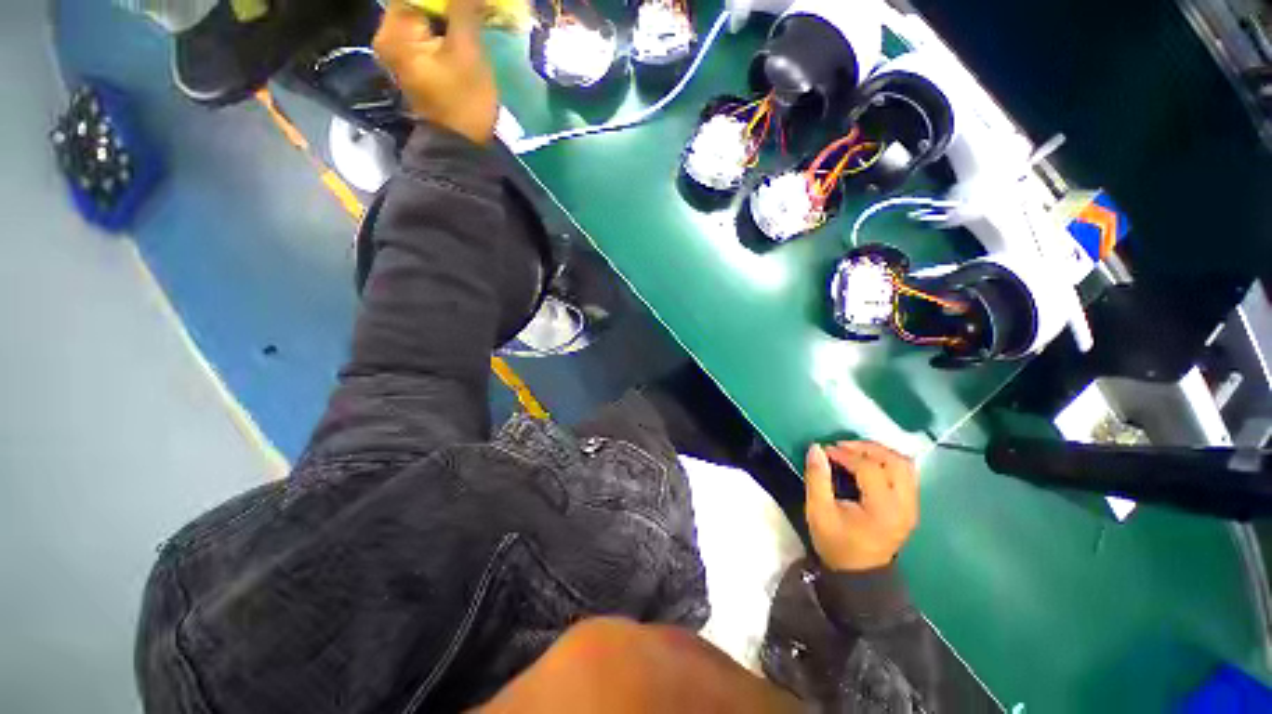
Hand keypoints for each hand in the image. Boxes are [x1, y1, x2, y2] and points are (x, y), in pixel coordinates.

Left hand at [373, 0, 497, 144]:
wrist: (463, 146)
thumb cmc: (465, 102)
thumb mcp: (468, 52)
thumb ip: (463, 9)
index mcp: (394, 32)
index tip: (467, 5)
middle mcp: (389, 36)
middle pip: (419, 2)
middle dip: (448, 4)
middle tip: (474, 9)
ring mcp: (400, 50)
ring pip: (425, 15)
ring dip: (450, 13)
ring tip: (473, 16)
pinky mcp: (414, 62)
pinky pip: (429, 32)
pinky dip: (447, 27)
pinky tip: (465, 29)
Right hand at [804, 441, 918, 571]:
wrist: (859, 575)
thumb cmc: (836, 543)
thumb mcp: (818, 512)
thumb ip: (817, 478)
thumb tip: (816, 448)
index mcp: (883, 509)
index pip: (870, 469)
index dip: (846, 454)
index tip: (825, 451)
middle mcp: (905, 505)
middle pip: (895, 461)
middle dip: (867, 448)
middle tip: (842, 446)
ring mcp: (912, 506)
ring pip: (905, 465)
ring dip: (879, 453)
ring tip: (854, 452)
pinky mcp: (911, 506)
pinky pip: (905, 474)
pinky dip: (887, 462)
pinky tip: (867, 464)